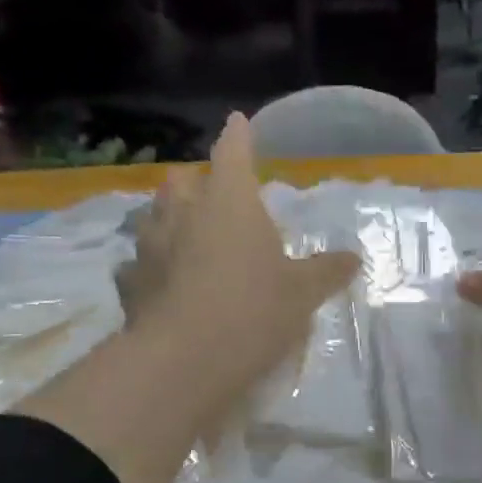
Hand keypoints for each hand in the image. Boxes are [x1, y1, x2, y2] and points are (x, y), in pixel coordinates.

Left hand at [119, 113, 358, 399]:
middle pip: (183, 178)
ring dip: (169, 219)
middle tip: (213, 198)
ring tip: (185, 237)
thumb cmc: (253, 311)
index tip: (238, 121)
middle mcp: (183, 211)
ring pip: (154, 215)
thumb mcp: (302, 294)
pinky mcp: (128, 281)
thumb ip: (327, 271)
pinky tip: (160, 283)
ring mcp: (149, 244)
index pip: (233, 151)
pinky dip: (149, 266)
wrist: (183, 361)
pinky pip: (138, 262)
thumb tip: (353, 258)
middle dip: (197, 181)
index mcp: (229, 201)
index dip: (238, 135)